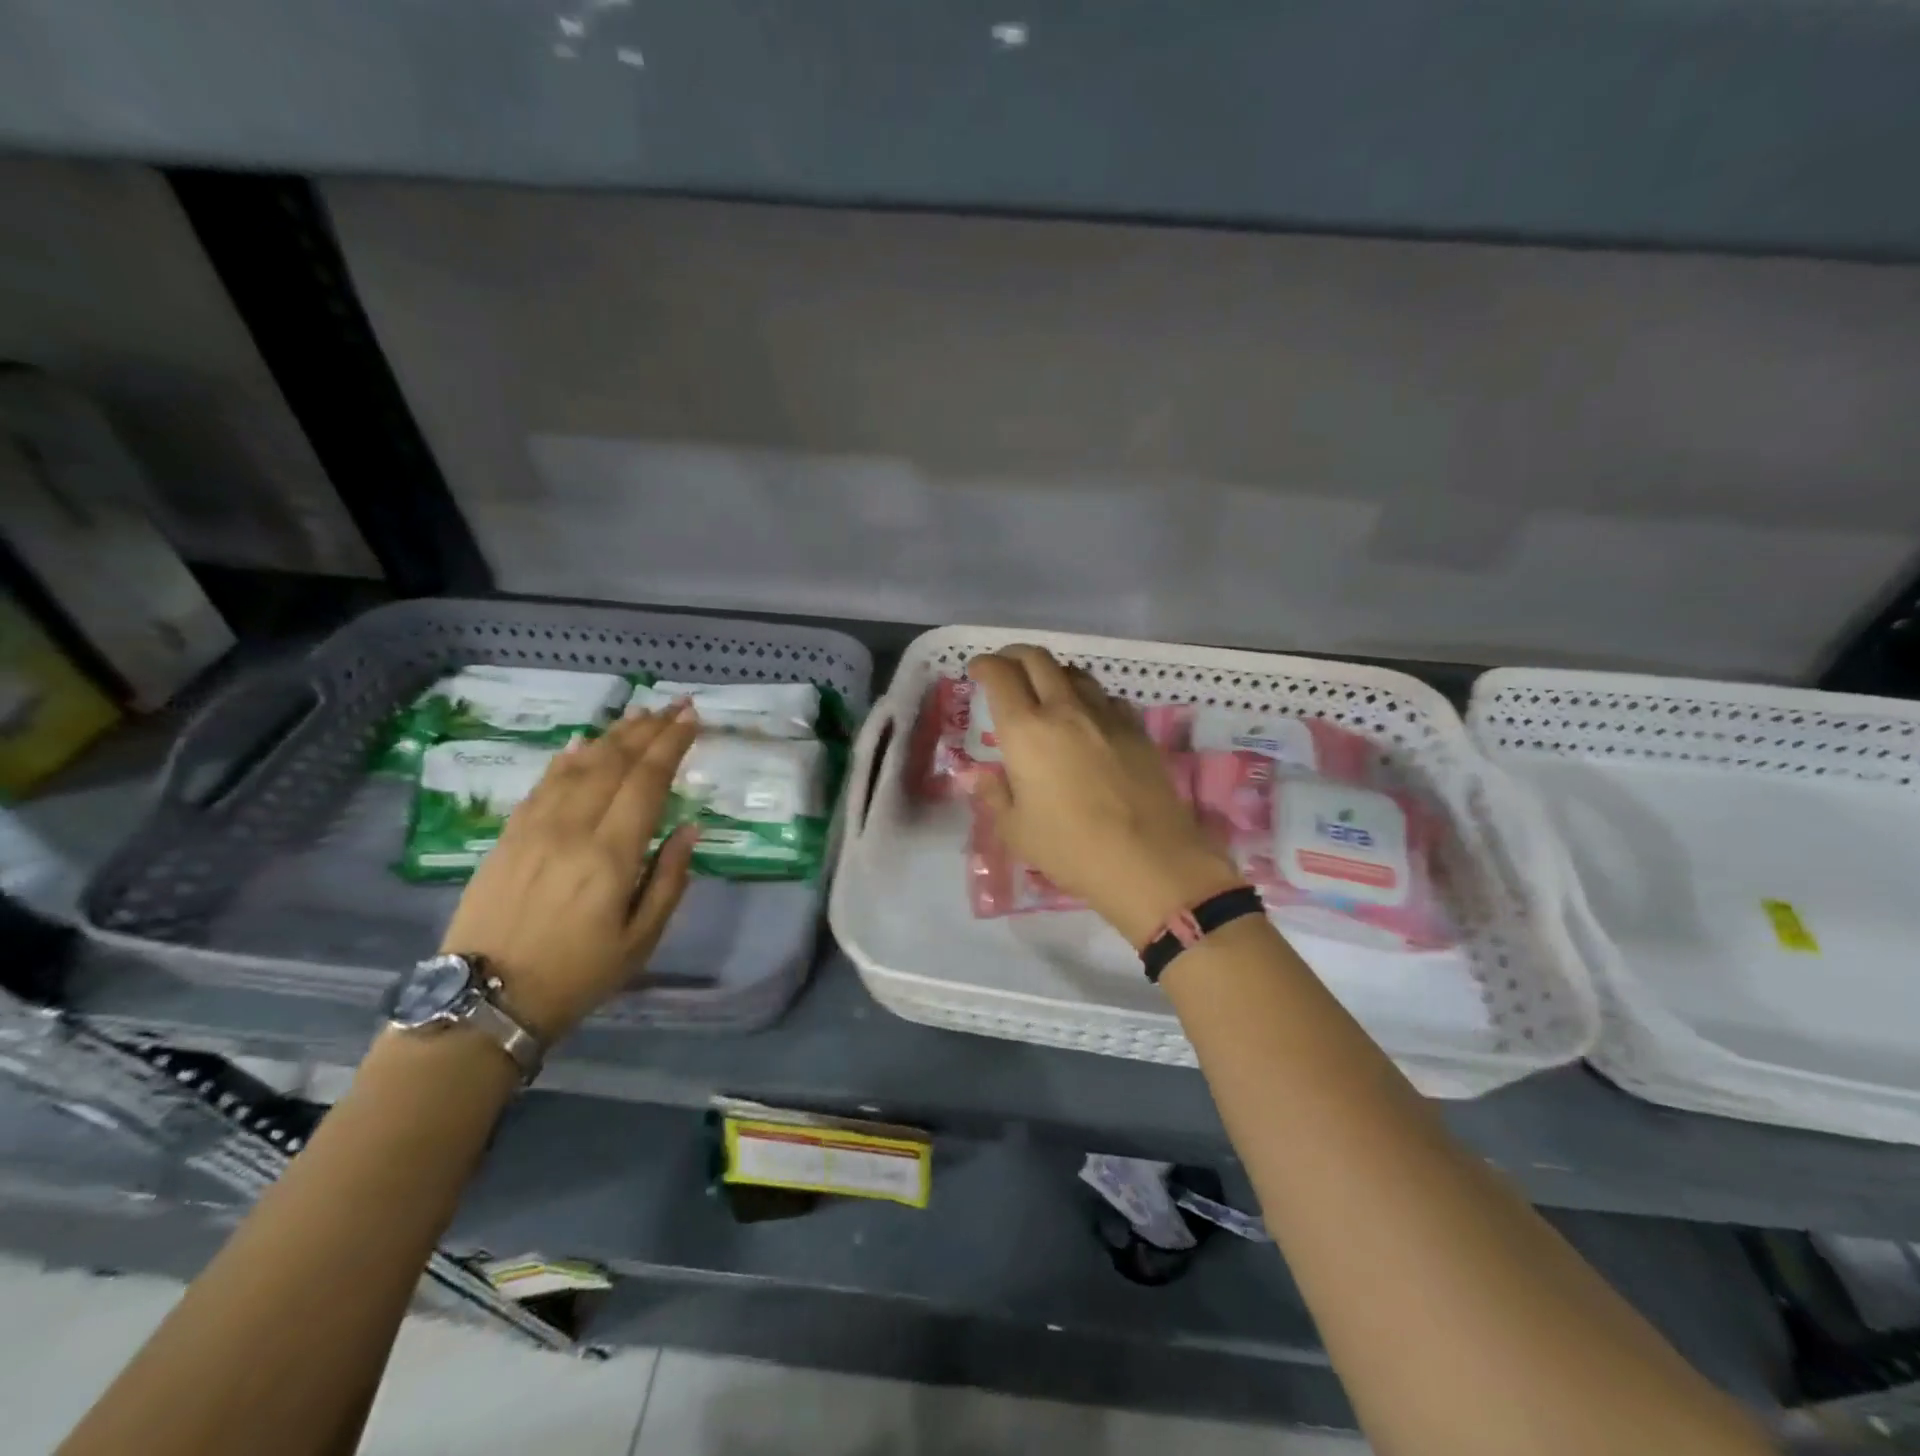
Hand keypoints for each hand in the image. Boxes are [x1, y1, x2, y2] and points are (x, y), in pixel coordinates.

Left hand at [438, 705, 700, 1040]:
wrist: (485, 1001)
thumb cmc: (578, 975)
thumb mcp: (641, 940)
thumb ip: (670, 879)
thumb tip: (691, 828)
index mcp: (611, 855)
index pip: (647, 781)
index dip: (671, 745)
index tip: (693, 718)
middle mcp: (572, 829)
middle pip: (615, 762)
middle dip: (649, 729)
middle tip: (676, 705)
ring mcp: (534, 828)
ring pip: (579, 765)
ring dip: (614, 735)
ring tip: (641, 715)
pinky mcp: (508, 836)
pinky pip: (543, 783)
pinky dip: (569, 758)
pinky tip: (584, 743)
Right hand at [966, 647, 1243, 947]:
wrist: (1147, 859)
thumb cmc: (1070, 848)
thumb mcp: (1016, 830)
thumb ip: (994, 795)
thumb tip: (980, 776)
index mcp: (1026, 731)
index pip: (1000, 676)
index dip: (984, 665)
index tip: (977, 670)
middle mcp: (1064, 710)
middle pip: (1038, 659)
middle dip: (1014, 655)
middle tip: (1005, 668)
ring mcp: (1105, 716)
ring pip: (1075, 673)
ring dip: (1053, 673)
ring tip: (1045, 690)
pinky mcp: (1136, 729)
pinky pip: (1106, 698)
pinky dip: (1088, 698)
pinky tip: (1088, 718)